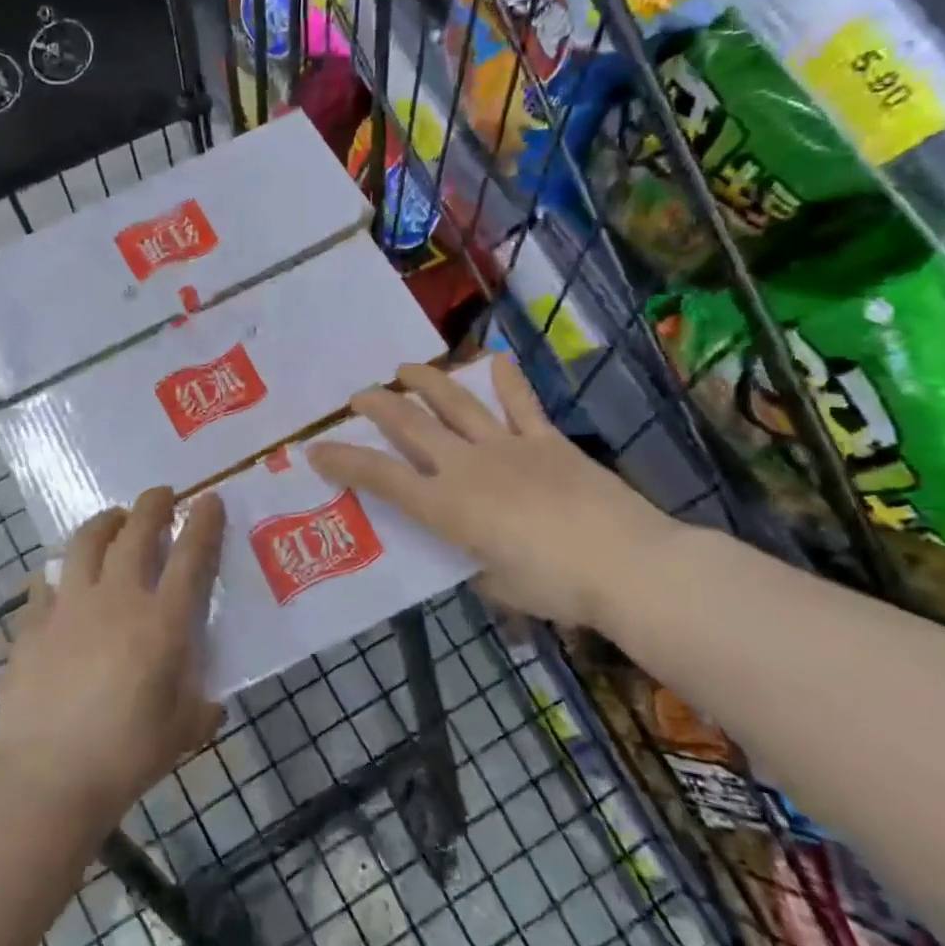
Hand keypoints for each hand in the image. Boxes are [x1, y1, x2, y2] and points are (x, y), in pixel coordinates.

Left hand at [0, 488, 224, 832]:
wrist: (47, 777)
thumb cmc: (126, 756)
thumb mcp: (183, 732)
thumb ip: (201, 704)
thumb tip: (209, 697)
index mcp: (161, 622)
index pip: (191, 556)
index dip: (204, 523)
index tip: (209, 499)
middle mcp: (117, 599)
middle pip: (136, 532)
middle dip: (152, 505)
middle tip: (161, 495)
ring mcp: (70, 606)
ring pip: (87, 541)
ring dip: (105, 522)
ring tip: (114, 519)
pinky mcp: (34, 623)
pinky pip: (46, 580)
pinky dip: (59, 570)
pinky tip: (62, 576)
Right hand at [306, 353, 682, 632]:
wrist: (628, 564)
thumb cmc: (556, 587)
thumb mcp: (499, 586)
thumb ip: (475, 564)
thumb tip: (474, 556)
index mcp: (447, 506)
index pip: (382, 478)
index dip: (344, 461)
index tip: (316, 449)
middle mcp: (467, 466)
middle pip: (411, 425)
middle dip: (377, 406)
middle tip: (357, 395)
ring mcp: (507, 446)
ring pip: (456, 402)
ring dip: (425, 381)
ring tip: (404, 368)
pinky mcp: (546, 440)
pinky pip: (520, 404)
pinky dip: (506, 380)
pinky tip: (494, 359)